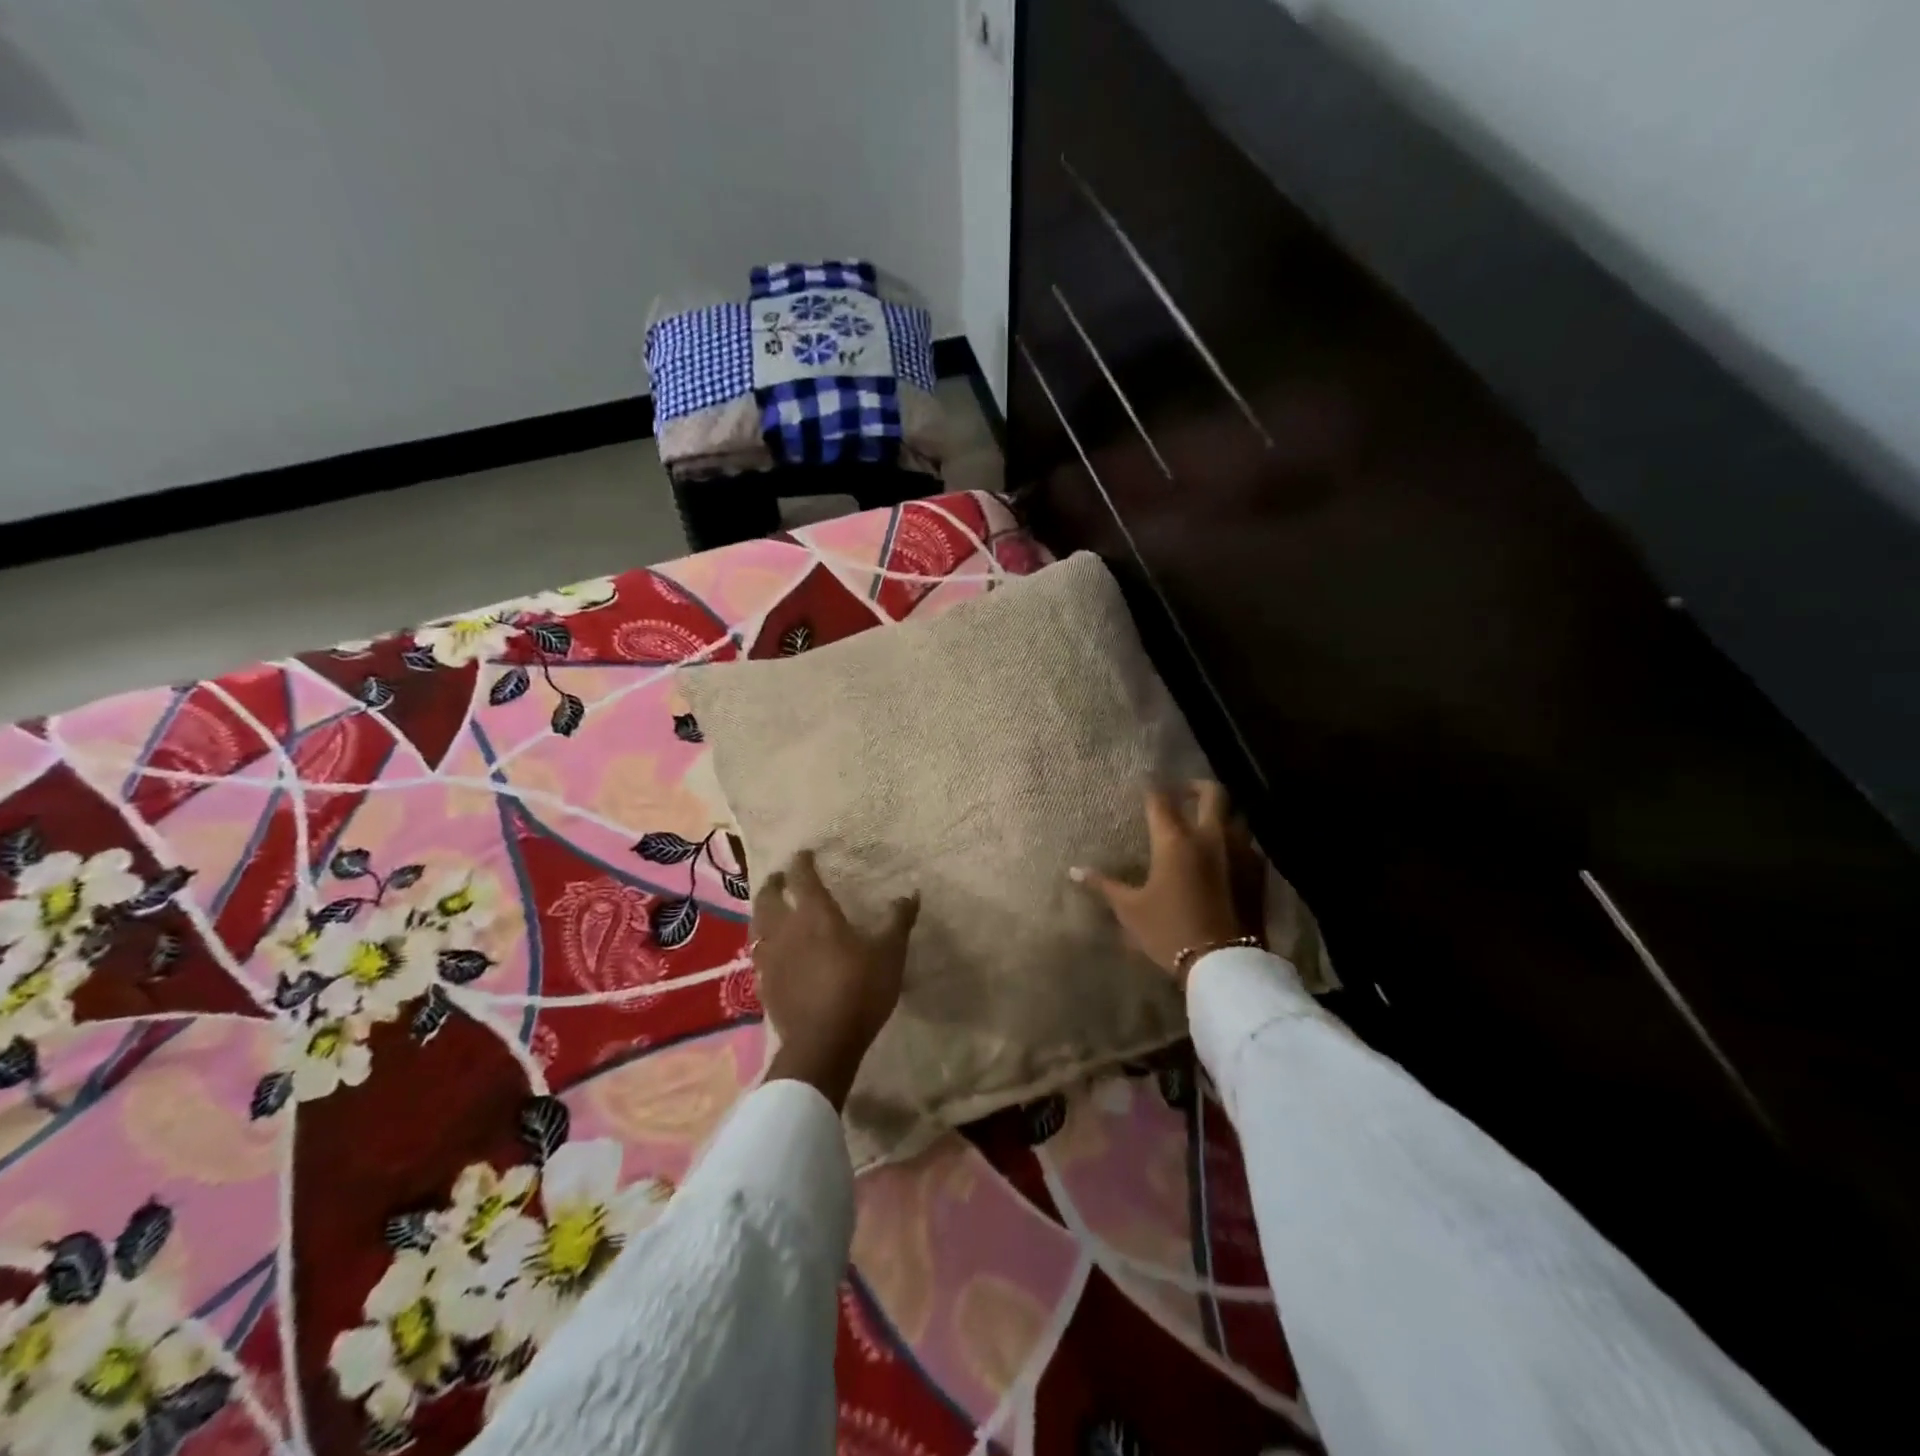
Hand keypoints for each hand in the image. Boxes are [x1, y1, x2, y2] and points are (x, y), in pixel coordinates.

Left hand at [753, 850, 919, 1110]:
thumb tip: (911, 893)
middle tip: (779, 877)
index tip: (805, 853)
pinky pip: (758, 954)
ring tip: (770, 909)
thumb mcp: (890, 953)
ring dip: (762, 911)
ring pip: (756, 925)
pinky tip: (771, 951)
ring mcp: (770, 958)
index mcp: (814, 914)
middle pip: (768, 897)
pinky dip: (763, 943)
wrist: (823, 1043)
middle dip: (773, 883)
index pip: (802, 878)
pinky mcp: (764, 985)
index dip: (802, 862)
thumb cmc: (859, 989)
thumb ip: (898, 920)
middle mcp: (785, 929)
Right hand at [1072, 782, 1260, 986]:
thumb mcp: (1130, 910)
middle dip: (1195, 786)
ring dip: (1220, 813)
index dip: (1151, 787)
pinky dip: (1235, 841)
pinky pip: (1248, 843)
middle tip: (1182, 793)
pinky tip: (1226, 856)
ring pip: (1235, 815)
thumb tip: (1074, 871)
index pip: (1160, 799)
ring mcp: (1240, 851)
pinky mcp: (1259, 872)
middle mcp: (1210, 835)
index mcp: (1175, 840)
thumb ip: (1104, 885)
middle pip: (1211, 792)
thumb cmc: (1170, 932)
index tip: (1143, 782)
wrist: (1224, 963)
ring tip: (1206, 824)